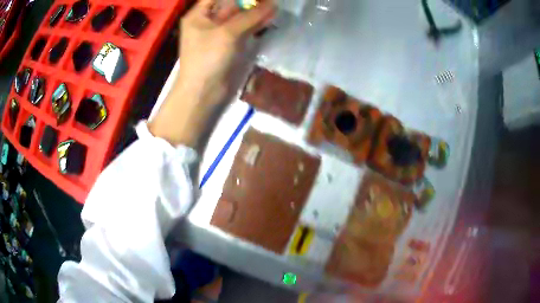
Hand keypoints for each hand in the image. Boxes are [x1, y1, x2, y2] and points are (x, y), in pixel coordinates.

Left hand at [149, 0, 275, 146]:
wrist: (205, 93)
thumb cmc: (208, 59)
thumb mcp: (228, 33)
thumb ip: (251, 16)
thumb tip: (274, 4)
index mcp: (199, 15)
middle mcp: (209, 21)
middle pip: (231, 4)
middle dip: (250, 2)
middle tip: (270, 0)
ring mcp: (221, 33)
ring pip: (241, 17)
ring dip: (256, 12)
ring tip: (275, 7)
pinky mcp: (231, 45)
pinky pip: (245, 29)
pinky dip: (257, 24)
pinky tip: (271, 18)